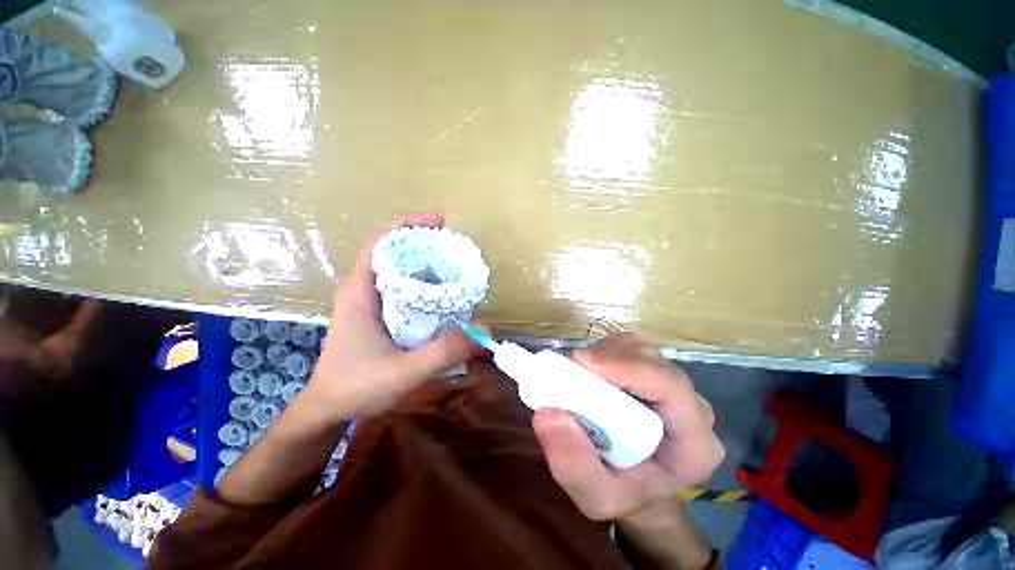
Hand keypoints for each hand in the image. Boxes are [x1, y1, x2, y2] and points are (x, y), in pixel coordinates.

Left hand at [301, 213, 475, 421]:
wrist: (328, 407)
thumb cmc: (357, 388)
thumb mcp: (403, 373)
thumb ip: (443, 352)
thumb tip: (484, 330)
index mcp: (360, 292)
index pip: (379, 242)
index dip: (408, 225)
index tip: (440, 223)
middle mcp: (363, 288)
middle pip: (393, 250)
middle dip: (424, 242)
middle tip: (456, 249)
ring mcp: (369, 299)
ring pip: (398, 267)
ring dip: (425, 260)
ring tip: (455, 265)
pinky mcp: (376, 311)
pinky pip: (401, 284)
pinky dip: (422, 279)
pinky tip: (442, 291)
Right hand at [532, 333, 723, 521]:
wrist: (637, 484)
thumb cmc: (622, 493)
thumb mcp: (595, 496)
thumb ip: (573, 465)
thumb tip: (547, 415)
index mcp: (694, 445)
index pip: (670, 388)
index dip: (626, 367)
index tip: (582, 363)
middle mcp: (693, 408)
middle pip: (654, 361)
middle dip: (610, 357)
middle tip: (574, 367)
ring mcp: (677, 386)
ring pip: (642, 348)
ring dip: (607, 351)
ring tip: (582, 371)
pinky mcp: (657, 373)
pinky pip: (632, 347)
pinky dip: (607, 349)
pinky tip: (593, 368)